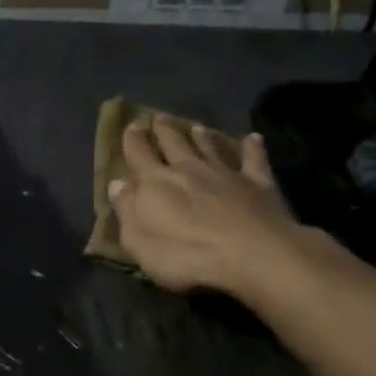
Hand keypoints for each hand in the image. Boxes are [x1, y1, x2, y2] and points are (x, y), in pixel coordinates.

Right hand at [107, 121, 313, 295]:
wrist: (254, 256)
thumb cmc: (187, 256)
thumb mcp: (141, 242)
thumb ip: (127, 210)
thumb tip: (117, 183)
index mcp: (156, 182)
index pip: (139, 154)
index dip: (133, 139)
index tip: (132, 125)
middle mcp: (189, 169)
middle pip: (174, 143)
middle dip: (164, 131)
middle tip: (159, 118)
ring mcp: (226, 174)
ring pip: (210, 148)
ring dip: (201, 137)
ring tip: (196, 127)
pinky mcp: (259, 183)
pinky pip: (254, 160)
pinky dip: (253, 148)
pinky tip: (254, 138)